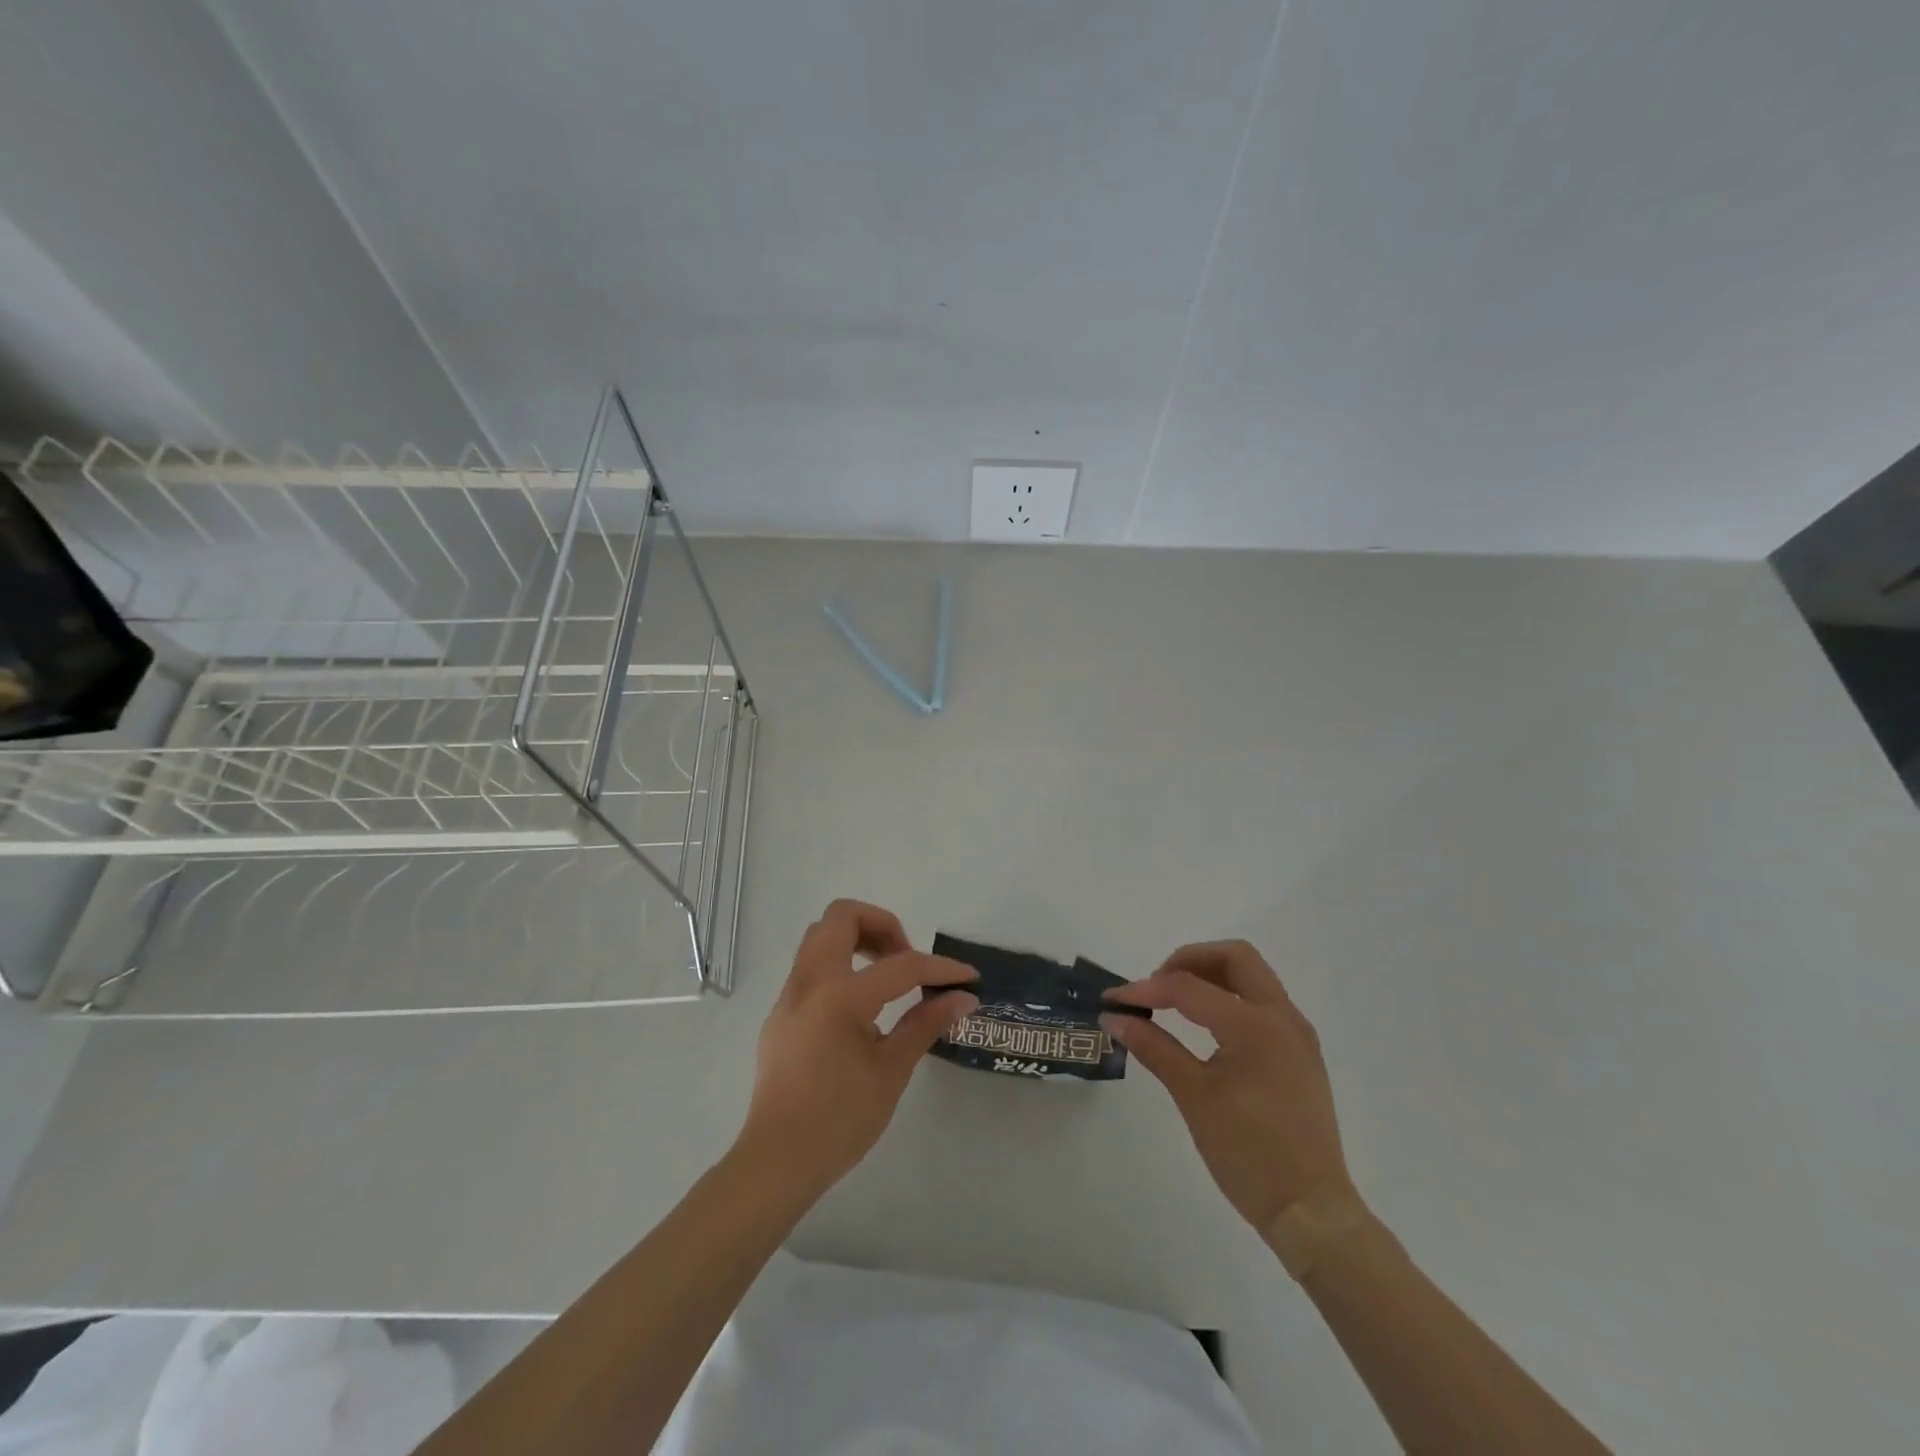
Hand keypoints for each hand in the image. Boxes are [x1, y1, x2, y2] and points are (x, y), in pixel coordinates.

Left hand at [735, 899, 977, 1199]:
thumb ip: (925, 1024)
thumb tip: (963, 998)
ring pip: (820, 936)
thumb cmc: (839, 1120)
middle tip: (906, 959)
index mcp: (840, 996)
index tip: (967, 977)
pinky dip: (840, 965)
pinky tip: (860, 1006)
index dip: (940, 968)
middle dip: (882, 925)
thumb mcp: (891, 1071)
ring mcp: (789, 995)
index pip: (901, 965)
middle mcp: (810, 982)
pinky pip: (811, 966)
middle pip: (842, 917)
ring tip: (886, 976)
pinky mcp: (781, 1013)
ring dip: (857, 939)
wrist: (776, 1162)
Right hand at [1103, 941, 1355, 1238]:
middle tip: (1156, 986)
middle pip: (1234, 957)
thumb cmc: (1249, 1153)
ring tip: (1174, 1002)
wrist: (1312, 1212)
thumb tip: (1114, 1018)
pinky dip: (1229, 998)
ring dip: (1211, 976)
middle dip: (1189, 960)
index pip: (1189, 987)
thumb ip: (1154, 1047)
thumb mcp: (1194, 1097)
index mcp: (1256, 1025)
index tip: (1113, 1000)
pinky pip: (1262, 1002)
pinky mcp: (1300, 1052)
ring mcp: (1296, 1034)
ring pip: (1252, 976)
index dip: (1146, 989)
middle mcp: (1282, 1017)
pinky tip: (1205, 1026)